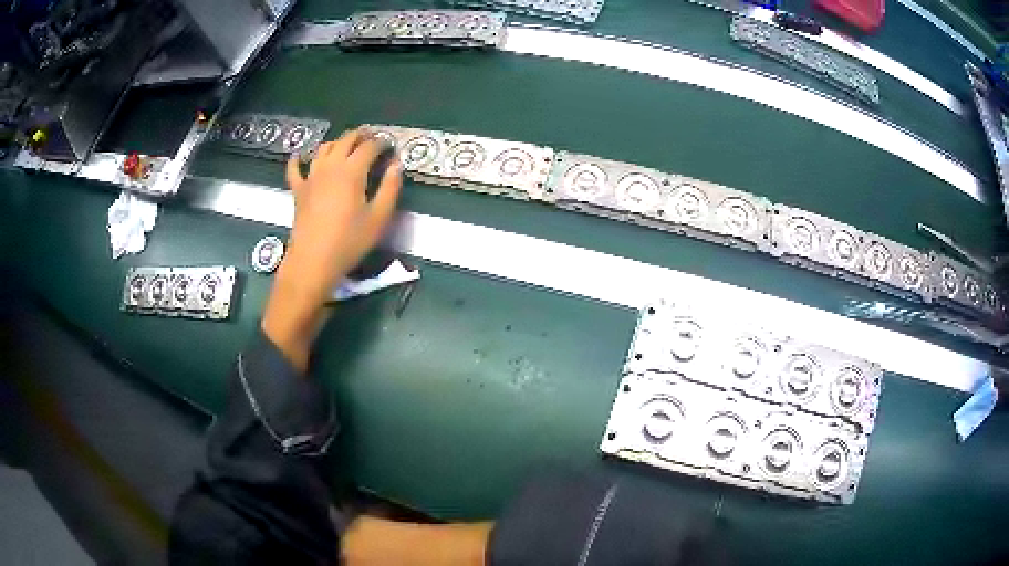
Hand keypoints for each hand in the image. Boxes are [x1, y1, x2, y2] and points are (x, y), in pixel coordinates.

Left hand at [263, 129, 401, 370]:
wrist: (313, 261)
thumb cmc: (349, 242)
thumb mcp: (379, 217)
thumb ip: (390, 188)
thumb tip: (397, 165)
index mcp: (352, 170)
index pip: (370, 147)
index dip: (382, 143)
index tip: (391, 146)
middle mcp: (330, 166)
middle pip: (346, 140)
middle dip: (361, 135)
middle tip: (372, 138)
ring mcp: (311, 176)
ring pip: (323, 149)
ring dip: (337, 142)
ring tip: (346, 145)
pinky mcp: (298, 190)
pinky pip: (294, 168)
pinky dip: (298, 159)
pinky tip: (300, 155)